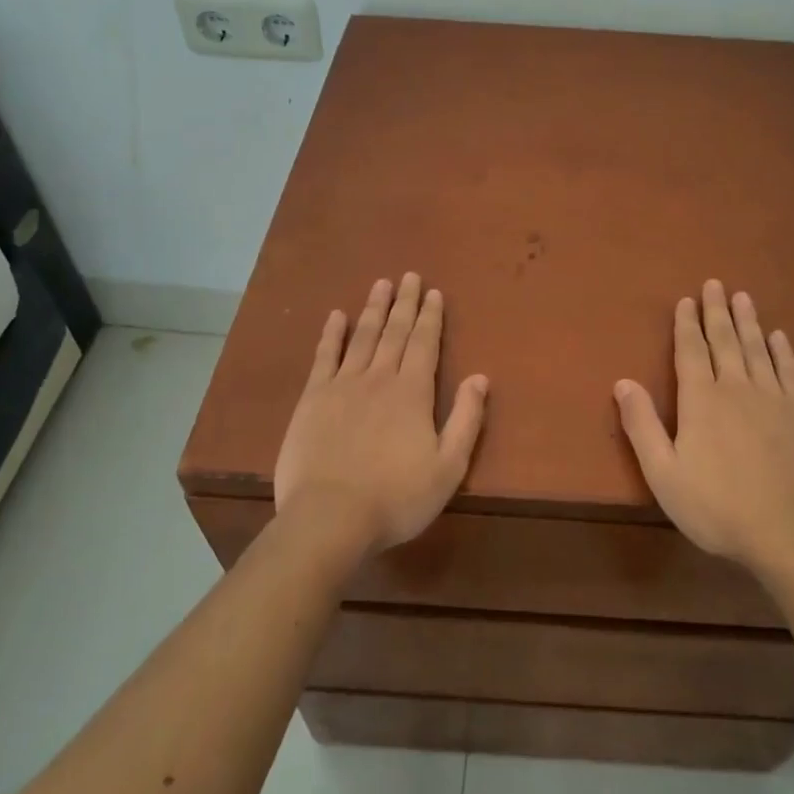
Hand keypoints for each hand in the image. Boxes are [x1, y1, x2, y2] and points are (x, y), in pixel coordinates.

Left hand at [274, 273, 488, 555]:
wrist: (330, 518)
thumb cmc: (396, 497)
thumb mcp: (448, 467)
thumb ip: (466, 419)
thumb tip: (480, 377)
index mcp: (413, 393)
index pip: (425, 344)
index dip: (431, 317)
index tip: (434, 292)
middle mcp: (379, 378)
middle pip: (394, 332)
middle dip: (404, 303)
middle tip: (409, 276)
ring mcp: (343, 385)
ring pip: (362, 337)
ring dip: (373, 309)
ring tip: (381, 283)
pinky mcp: (313, 398)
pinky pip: (324, 357)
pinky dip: (331, 334)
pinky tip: (336, 316)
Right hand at [613, 280, 793, 577]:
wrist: (790, 533)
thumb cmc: (718, 506)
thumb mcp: (664, 473)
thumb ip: (642, 425)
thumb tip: (622, 382)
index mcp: (701, 400)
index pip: (691, 351)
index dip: (686, 324)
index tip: (686, 300)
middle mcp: (736, 388)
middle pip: (724, 341)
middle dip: (716, 311)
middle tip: (715, 284)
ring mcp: (773, 399)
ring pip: (757, 349)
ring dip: (748, 322)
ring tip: (743, 297)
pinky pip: (789, 372)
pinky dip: (782, 351)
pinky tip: (779, 337)